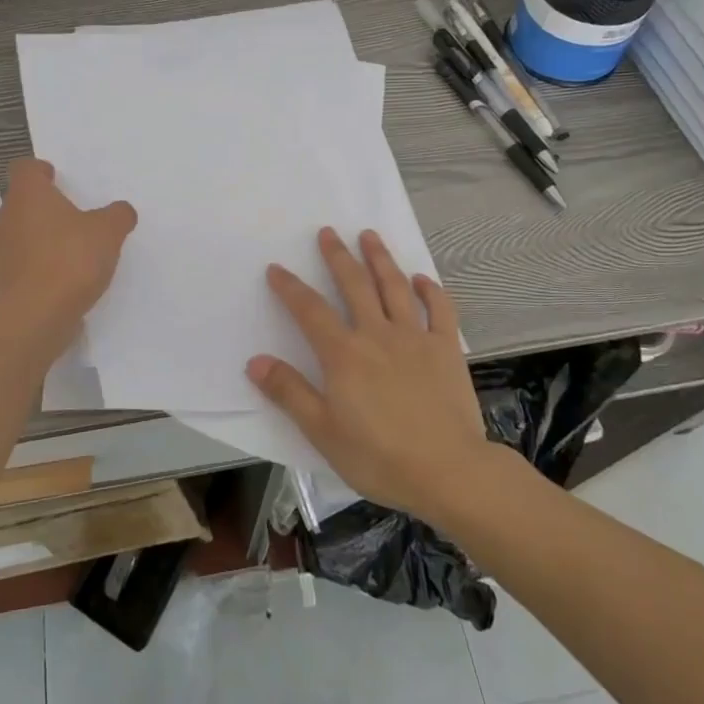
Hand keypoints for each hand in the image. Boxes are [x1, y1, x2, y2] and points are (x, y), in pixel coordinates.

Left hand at [0, 158, 136, 359]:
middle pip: (20, 202)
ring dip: (40, 238)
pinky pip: (22, 264)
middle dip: (43, 207)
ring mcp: (0, 252)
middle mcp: (6, 217)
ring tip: (70, 249)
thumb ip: (117, 216)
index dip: (39, 171)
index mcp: (27, 195)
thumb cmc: (70, 259)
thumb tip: (122, 211)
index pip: (24, 168)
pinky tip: (63, 278)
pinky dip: (38, 266)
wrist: (35, 316)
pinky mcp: (2, 282)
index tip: (55, 177)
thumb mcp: (108, 231)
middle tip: (70, 215)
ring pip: (19, 234)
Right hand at [250, 228, 493, 523]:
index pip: (309, 311)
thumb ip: (289, 392)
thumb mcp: (322, 431)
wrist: (448, 471)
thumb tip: (255, 361)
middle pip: (354, 285)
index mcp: (343, 354)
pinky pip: (439, 310)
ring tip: (370, 236)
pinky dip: (430, 291)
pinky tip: (422, 279)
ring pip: (394, 287)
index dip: (290, 288)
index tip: (276, 268)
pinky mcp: (446, 349)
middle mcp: (377, 334)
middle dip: (338, 256)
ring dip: (380, 259)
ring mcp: (414, 338)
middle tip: (328, 232)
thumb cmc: (379, 457)